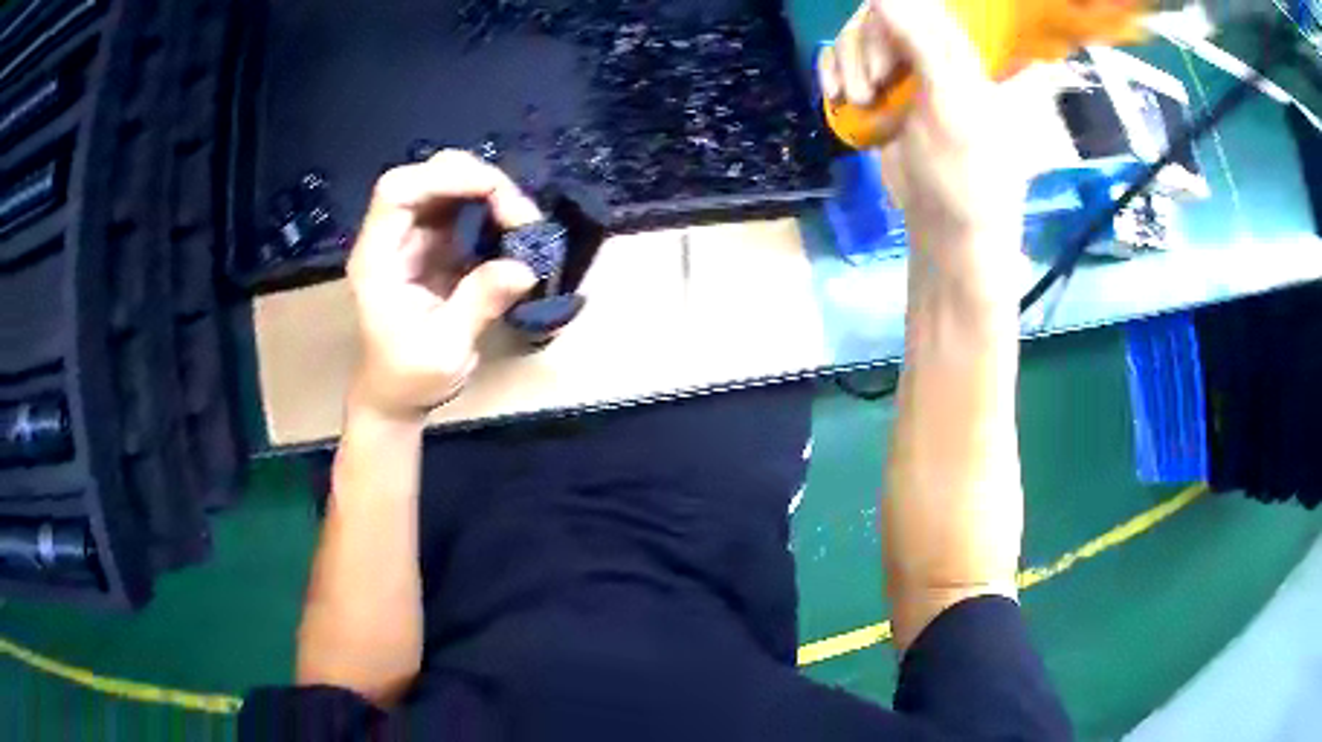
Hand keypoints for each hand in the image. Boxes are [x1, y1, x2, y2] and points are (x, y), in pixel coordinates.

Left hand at [346, 151, 541, 422]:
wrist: (398, 393)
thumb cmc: (409, 377)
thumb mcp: (445, 350)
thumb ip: (478, 303)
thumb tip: (525, 267)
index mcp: (377, 258)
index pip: (397, 192)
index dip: (444, 178)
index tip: (493, 193)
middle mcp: (392, 236)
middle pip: (427, 176)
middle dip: (478, 181)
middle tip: (519, 214)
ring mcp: (414, 236)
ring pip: (450, 184)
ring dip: (491, 193)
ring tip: (523, 224)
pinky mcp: (435, 242)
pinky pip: (465, 207)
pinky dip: (493, 210)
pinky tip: (514, 232)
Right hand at [819, 0, 1027, 306]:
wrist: (946, 224)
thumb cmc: (964, 169)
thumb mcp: (950, 103)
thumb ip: (922, 43)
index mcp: (959, 50)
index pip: (918, 6)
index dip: (890, 20)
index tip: (888, 60)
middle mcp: (929, 52)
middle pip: (878, 16)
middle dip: (865, 47)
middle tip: (874, 88)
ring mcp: (901, 71)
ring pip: (854, 36)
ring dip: (847, 65)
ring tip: (859, 101)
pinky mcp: (878, 92)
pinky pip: (840, 61)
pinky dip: (832, 74)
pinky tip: (837, 96)